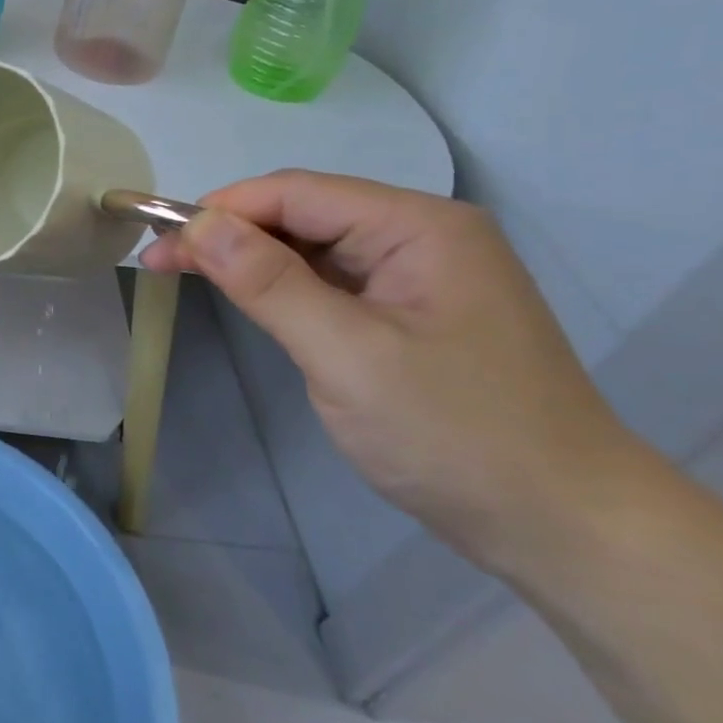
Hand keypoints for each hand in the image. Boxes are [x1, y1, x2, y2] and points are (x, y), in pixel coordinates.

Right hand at [143, 170, 633, 570]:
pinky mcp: (406, 313)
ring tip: (184, 274)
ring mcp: (416, 276)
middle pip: (301, 213)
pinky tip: (246, 297)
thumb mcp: (348, 355)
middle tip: (158, 262)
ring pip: (309, 247)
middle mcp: (420, 237)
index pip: (297, 193)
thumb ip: (270, 283)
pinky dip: (277, 285)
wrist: (563, 528)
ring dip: (246, 258)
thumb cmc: (456, 435)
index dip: (221, 210)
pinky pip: (327, 281)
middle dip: (227, 233)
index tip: (158, 241)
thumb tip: (199, 224)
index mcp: (419, 228)